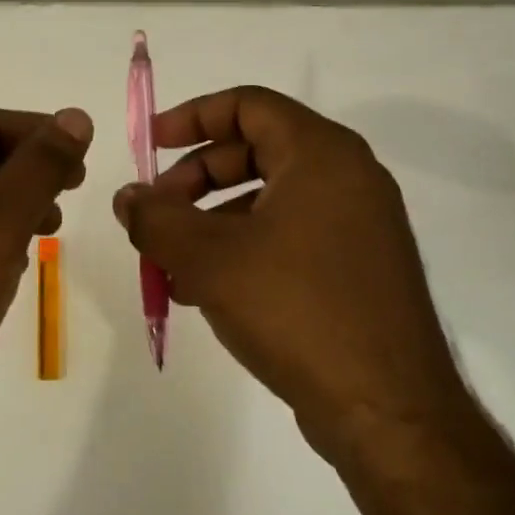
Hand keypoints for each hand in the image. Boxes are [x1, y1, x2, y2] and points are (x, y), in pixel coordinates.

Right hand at [112, 86, 461, 461]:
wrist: (386, 409)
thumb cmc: (296, 309)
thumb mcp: (209, 259)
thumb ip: (157, 219)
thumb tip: (128, 197)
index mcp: (321, 155)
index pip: (249, 105)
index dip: (192, 117)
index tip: (151, 145)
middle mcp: (348, 178)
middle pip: (255, 151)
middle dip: (195, 179)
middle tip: (156, 214)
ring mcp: (359, 226)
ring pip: (268, 201)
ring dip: (212, 223)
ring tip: (171, 265)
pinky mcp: (358, 269)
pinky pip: (290, 237)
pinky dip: (244, 250)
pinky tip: (206, 292)